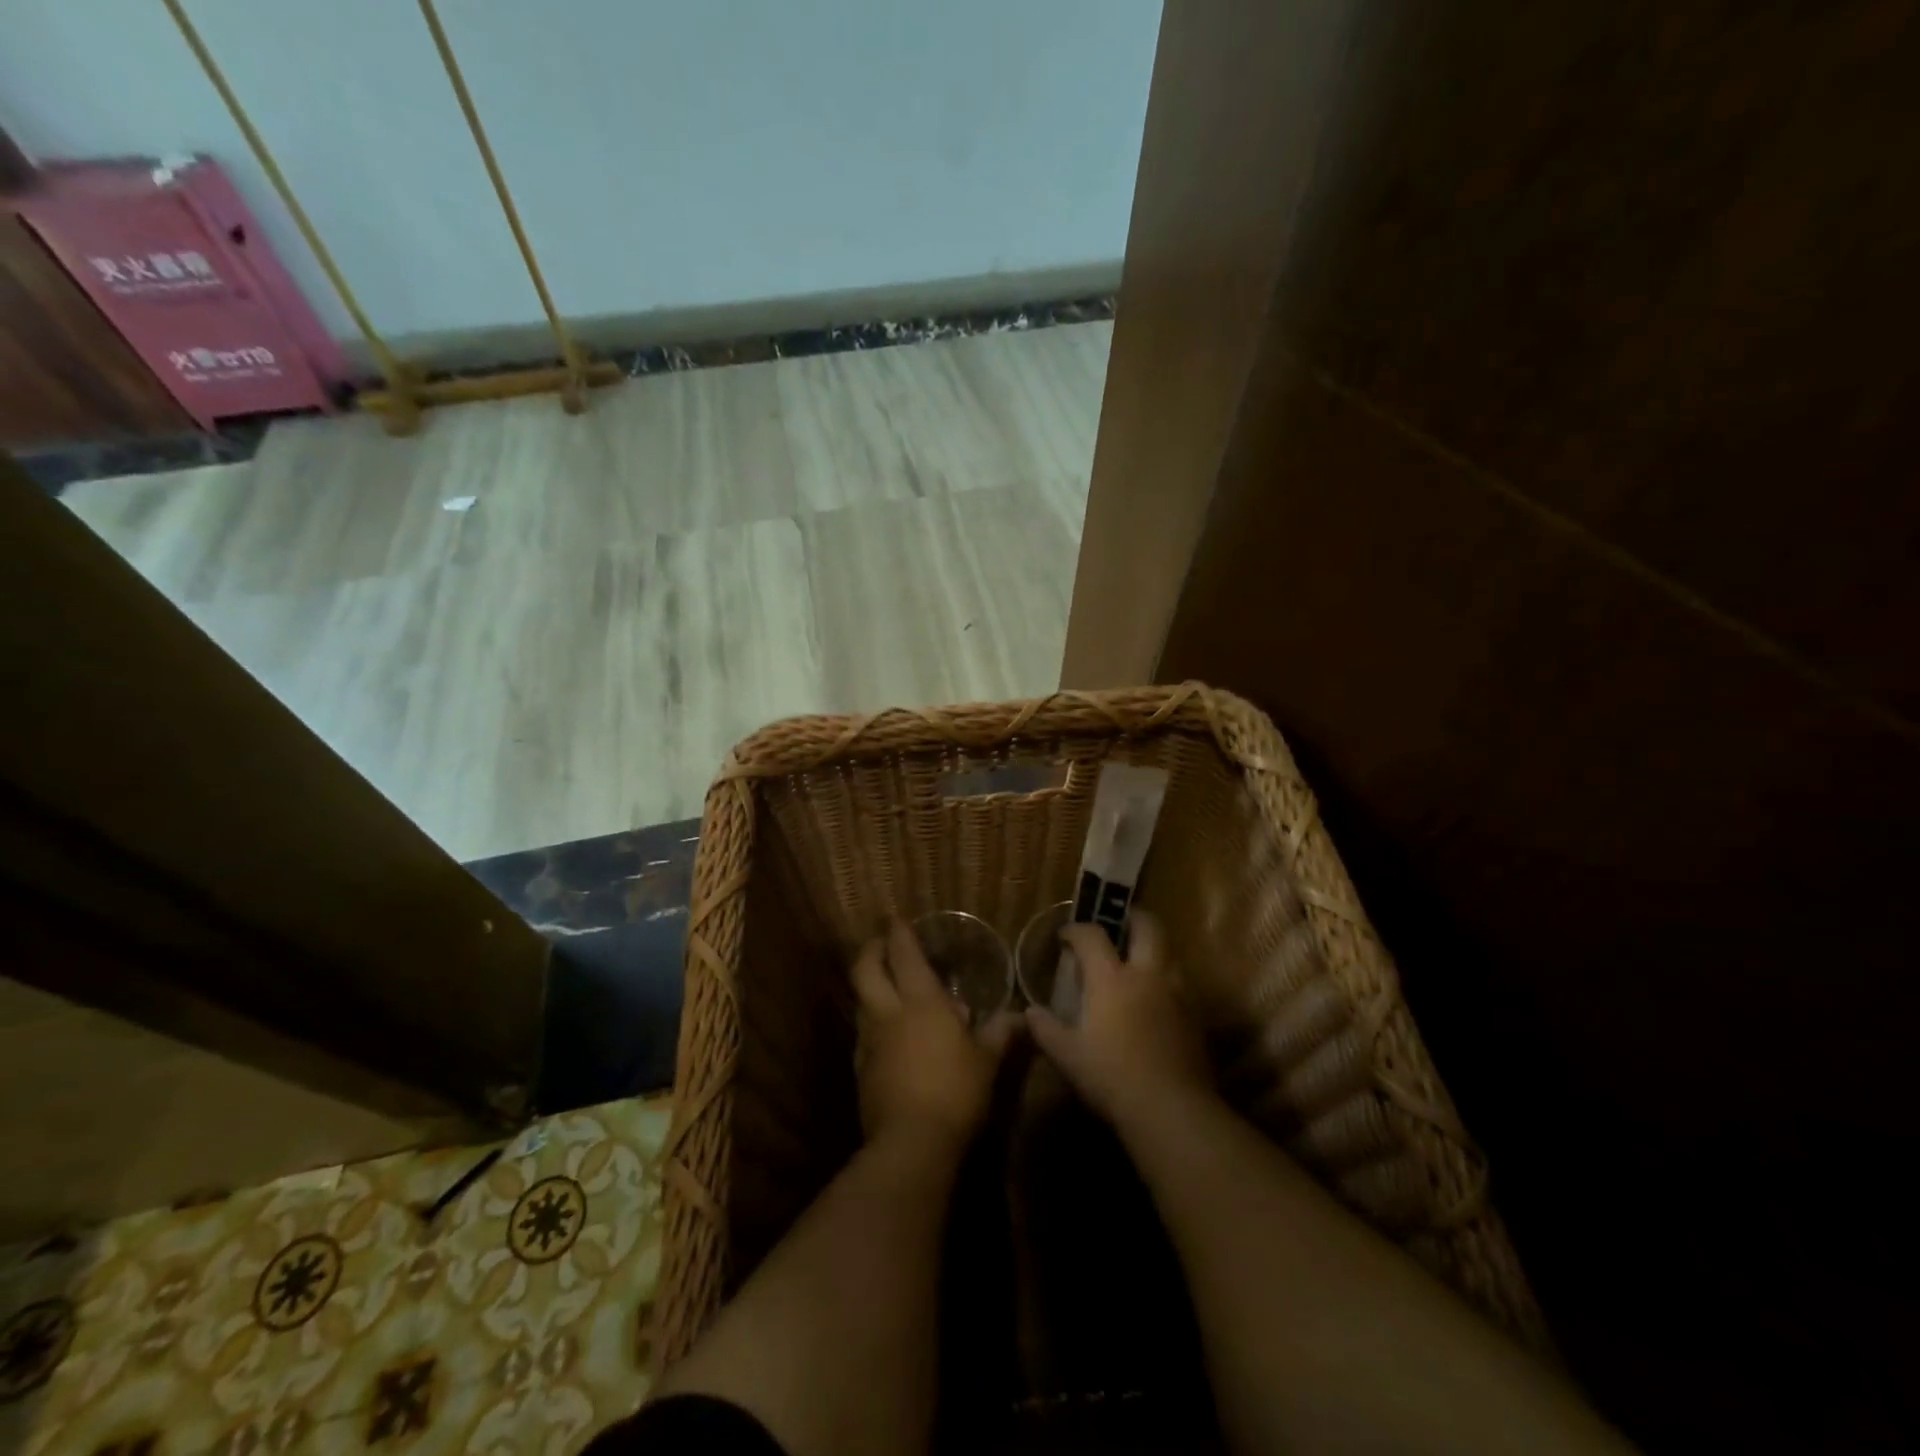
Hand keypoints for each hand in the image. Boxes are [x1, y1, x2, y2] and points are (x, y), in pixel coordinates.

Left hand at [853, 921, 1016, 1149]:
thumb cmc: (956, 1092)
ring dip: (869, 985)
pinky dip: (871, 1021)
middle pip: (865, 969)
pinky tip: (886, 1033)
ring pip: (860, 999)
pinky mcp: (861, 1069)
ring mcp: (870, 1041)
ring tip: (885, 986)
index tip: (897, 919)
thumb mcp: (987, 1061)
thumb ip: (999, 1034)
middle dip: (871, 950)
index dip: (899, 933)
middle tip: (881, 943)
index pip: (904, 955)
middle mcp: (889, 1012)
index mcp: (921, 1001)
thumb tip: (1019, 1016)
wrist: (911, 1143)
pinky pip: (863, 1032)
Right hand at [1024, 912, 1213, 1126]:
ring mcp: (1178, 993)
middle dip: (1131, 918)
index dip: (1076, 930)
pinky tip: (1157, 1002)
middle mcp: (1148, 974)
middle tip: (1118, 926)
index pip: (1092, 936)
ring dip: (1154, 950)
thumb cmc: (1112, 1077)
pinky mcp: (1197, 1016)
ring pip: (1170, 953)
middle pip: (1148, 926)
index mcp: (1112, 978)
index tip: (1065, 935)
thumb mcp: (1067, 1056)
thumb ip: (1046, 1029)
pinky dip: (1167, 982)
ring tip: (1138, 964)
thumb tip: (1030, 1012)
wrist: (1172, 1109)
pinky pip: (1181, 985)